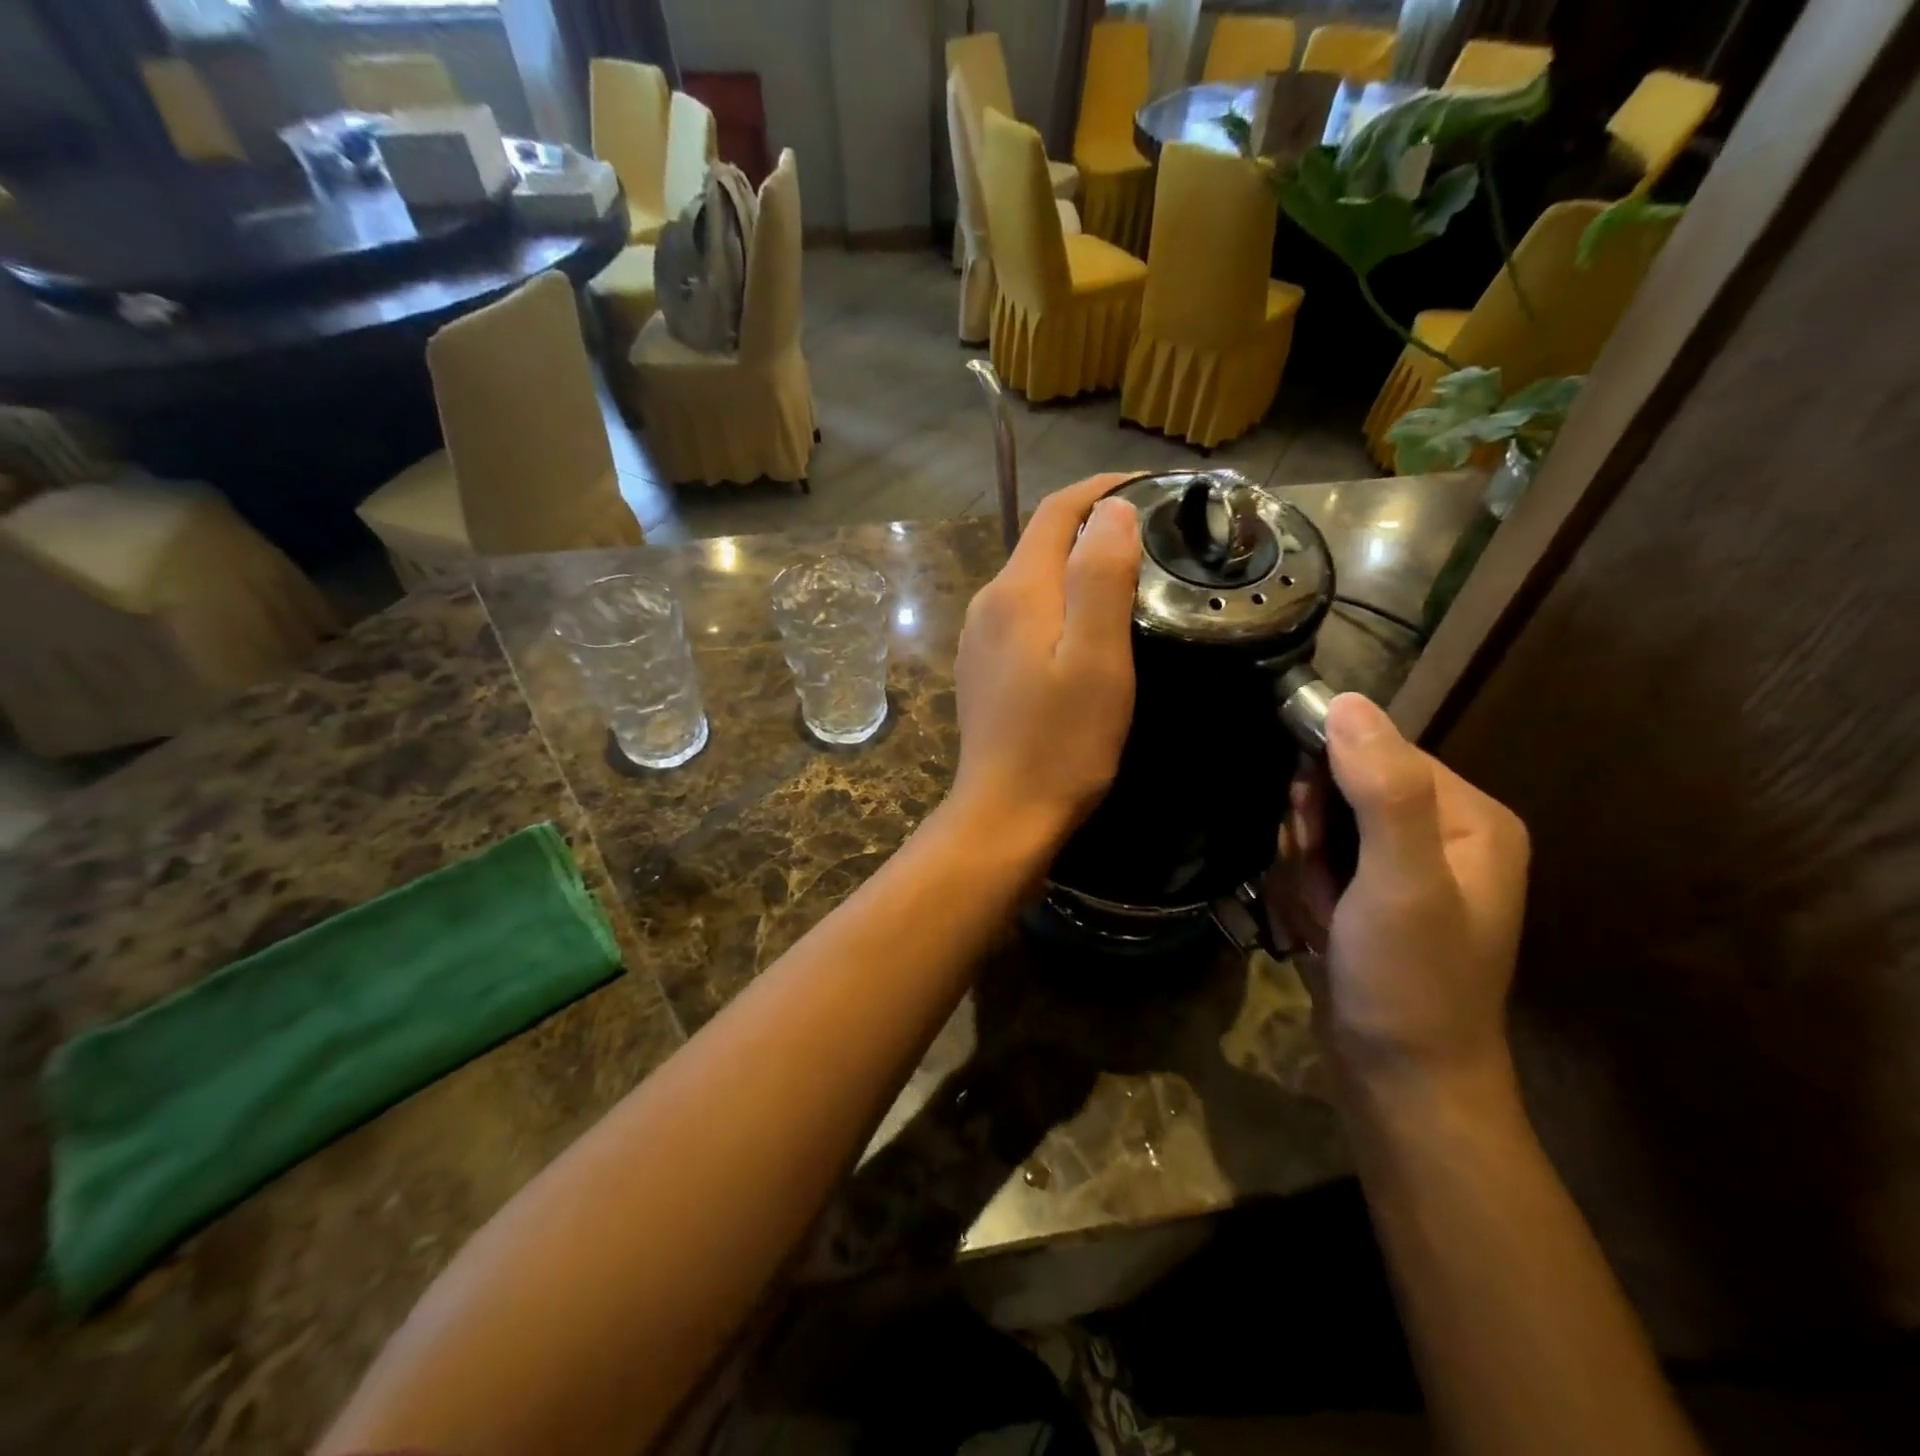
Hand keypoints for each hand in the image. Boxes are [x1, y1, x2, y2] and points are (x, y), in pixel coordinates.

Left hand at [948, 475, 1140, 853]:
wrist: (1005, 812)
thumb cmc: (1062, 741)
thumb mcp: (1097, 658)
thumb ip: (1100, 576)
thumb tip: (1111, 510)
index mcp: (1017, 591)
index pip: (1057, 510)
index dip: (1102, 489)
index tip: (1151, 488)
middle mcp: (988, 602)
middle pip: (1042, 541)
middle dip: (1093, 525)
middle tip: (1152, 536)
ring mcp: (979, 637)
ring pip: (1032, 579)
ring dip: (1076, 566)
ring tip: (1127, 578)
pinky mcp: (982, 667)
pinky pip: (1023, 614)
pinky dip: (1057, 602)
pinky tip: (1083, 628)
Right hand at [1267, 694, 1528, 1093]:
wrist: (1400, 1084)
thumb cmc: (1410, 982)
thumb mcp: (1401, 884)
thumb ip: (1382, 790)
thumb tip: (1346, 701)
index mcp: (1468, 817)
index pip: (1372, 750)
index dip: (1326, 787)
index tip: (1315, 841)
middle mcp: (1440, 833)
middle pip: (1338, 788)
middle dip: (1312, 839)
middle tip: (1326, 892)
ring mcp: (1402, 868)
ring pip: (1315, 826)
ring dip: (1302, 871)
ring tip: (1324, 920)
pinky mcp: (1369, 896)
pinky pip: (1313, 862)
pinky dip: (1302, 892)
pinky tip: (1318, 931)